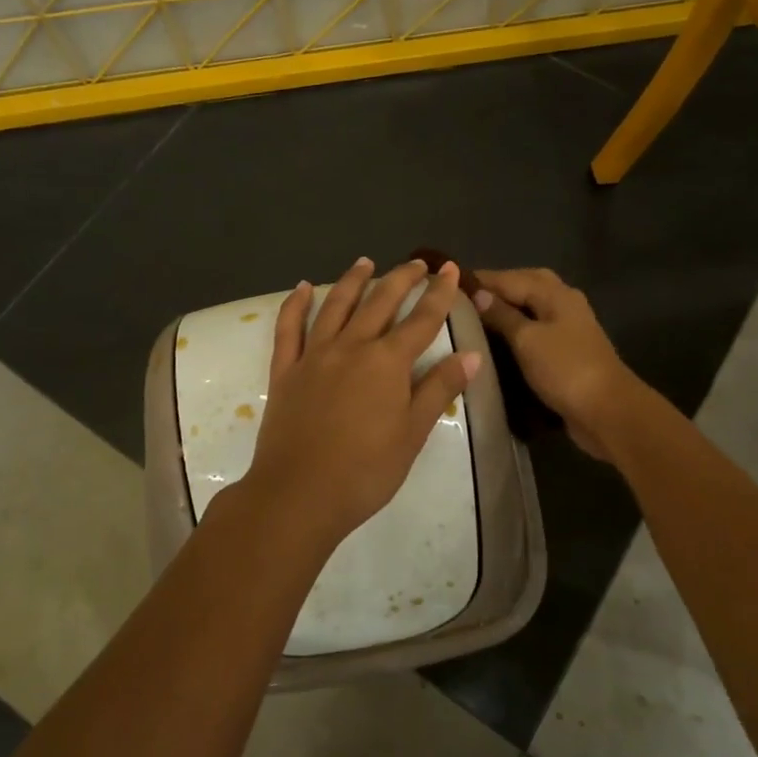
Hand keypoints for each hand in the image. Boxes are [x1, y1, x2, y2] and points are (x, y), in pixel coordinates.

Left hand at [244, 257, 483, 547]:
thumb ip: (439, 389)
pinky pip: (289, 328)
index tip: (450, 269)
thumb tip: (472, 356)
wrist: (299, 494)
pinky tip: (302, 287)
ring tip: (365, 262)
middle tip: (416, 263)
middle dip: (401, 278)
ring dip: (352, 280)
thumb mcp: (413, 433)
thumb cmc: (365, 470)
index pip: (422, 319)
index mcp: (387, 362)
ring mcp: (315, 355)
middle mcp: (352, 346)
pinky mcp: (285, 370)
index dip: (440, 293)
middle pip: (380, 302)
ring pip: (336, 306)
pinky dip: (296, 304)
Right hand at [471, 268, 644, 459]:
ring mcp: (568, 327)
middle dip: (495, 289)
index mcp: (555, 293)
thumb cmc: (564, 369)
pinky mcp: (568, 351)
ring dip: (507, 309)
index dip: (480, 280)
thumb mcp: (526, 339)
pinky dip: (518, 330)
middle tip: (463, 300)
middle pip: (525, 286)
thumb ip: (502, 314)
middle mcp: (564, 303)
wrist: (607, 411)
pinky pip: (537, 330)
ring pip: (532, 308)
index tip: (449, 284)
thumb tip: (478, 294)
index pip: (510, 277)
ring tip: (475, 319)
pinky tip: (499, 341)